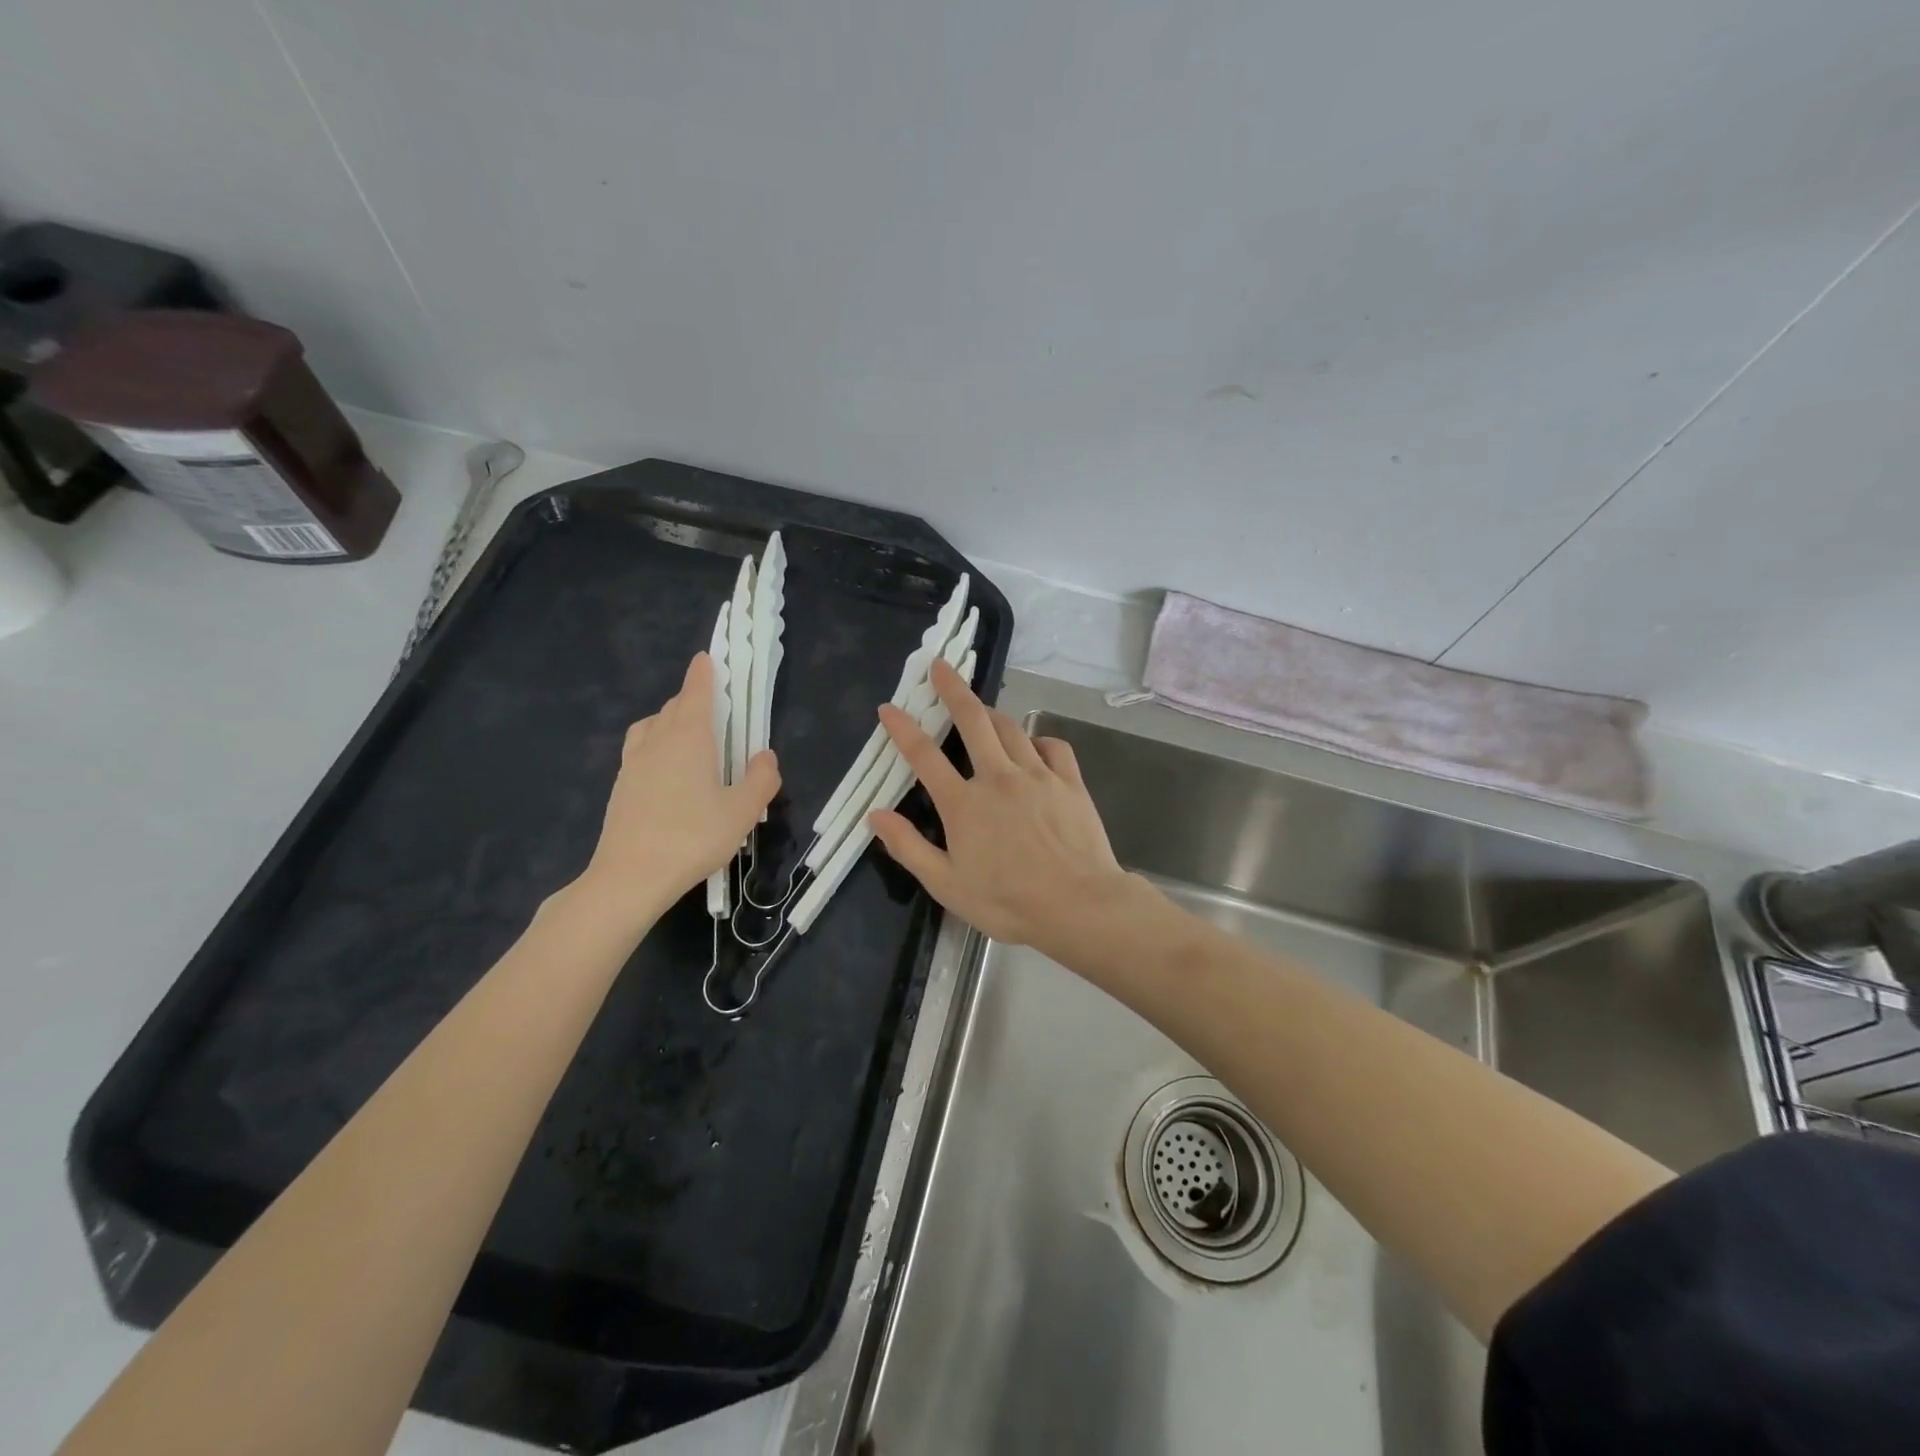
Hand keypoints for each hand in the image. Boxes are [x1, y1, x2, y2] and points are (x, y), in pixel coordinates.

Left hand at [570, 653, 778, 934]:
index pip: (695, 692)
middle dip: (692, 701)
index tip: (707, 658)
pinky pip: (641, 752)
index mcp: (688, 737)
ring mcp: (633, 764)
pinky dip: (656, 748)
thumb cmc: (693, 837)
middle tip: (716, 712)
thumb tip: (766, 756)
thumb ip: (760, 780)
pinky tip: (670, 775)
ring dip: (670, 723)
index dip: (703, 674)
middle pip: (673, 708)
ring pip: (651, 728)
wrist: (631, 877)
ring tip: (689, 740)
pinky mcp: (621, 788)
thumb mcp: (742, 811)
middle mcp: (657, 742)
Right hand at [870, 658, 1130, 954]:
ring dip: (992, 713)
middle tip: (941, 666)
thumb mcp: (947, 885)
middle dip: (953, 689)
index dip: (903, 728)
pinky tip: (1034, 746)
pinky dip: (1039, 740)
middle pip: (972, 721)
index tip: (889, 708)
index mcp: (963, 803)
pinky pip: (1053, 746)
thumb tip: (876, 814)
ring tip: (981, 708)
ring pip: (1011, 728)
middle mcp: (998, 777)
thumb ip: (909, 847)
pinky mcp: (1070, 782)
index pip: (924, 755)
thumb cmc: (1008, 902)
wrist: (1079, 905)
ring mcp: (1037, 775)